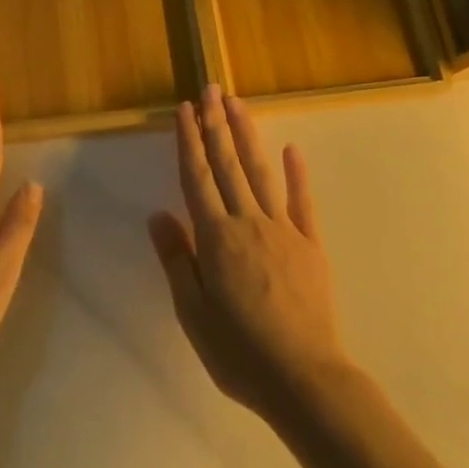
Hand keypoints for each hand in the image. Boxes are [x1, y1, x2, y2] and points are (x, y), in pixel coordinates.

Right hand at [148, 85, 347, 420]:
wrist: (305, 379)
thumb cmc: (240, 352)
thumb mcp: (193, 314)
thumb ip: (177, 259)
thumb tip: (158, 215)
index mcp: (216, 237)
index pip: (197, 177)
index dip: (189, 141)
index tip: (184, 109)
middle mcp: (248, 221)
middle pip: (228, 164)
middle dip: (216, 124)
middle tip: (211, 89)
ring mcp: (283, 229)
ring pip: (260, 171)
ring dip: (247, 135)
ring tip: (237, 104)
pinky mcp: (310, 244)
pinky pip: (302, 201)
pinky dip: (297, 174)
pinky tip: (292, 149)